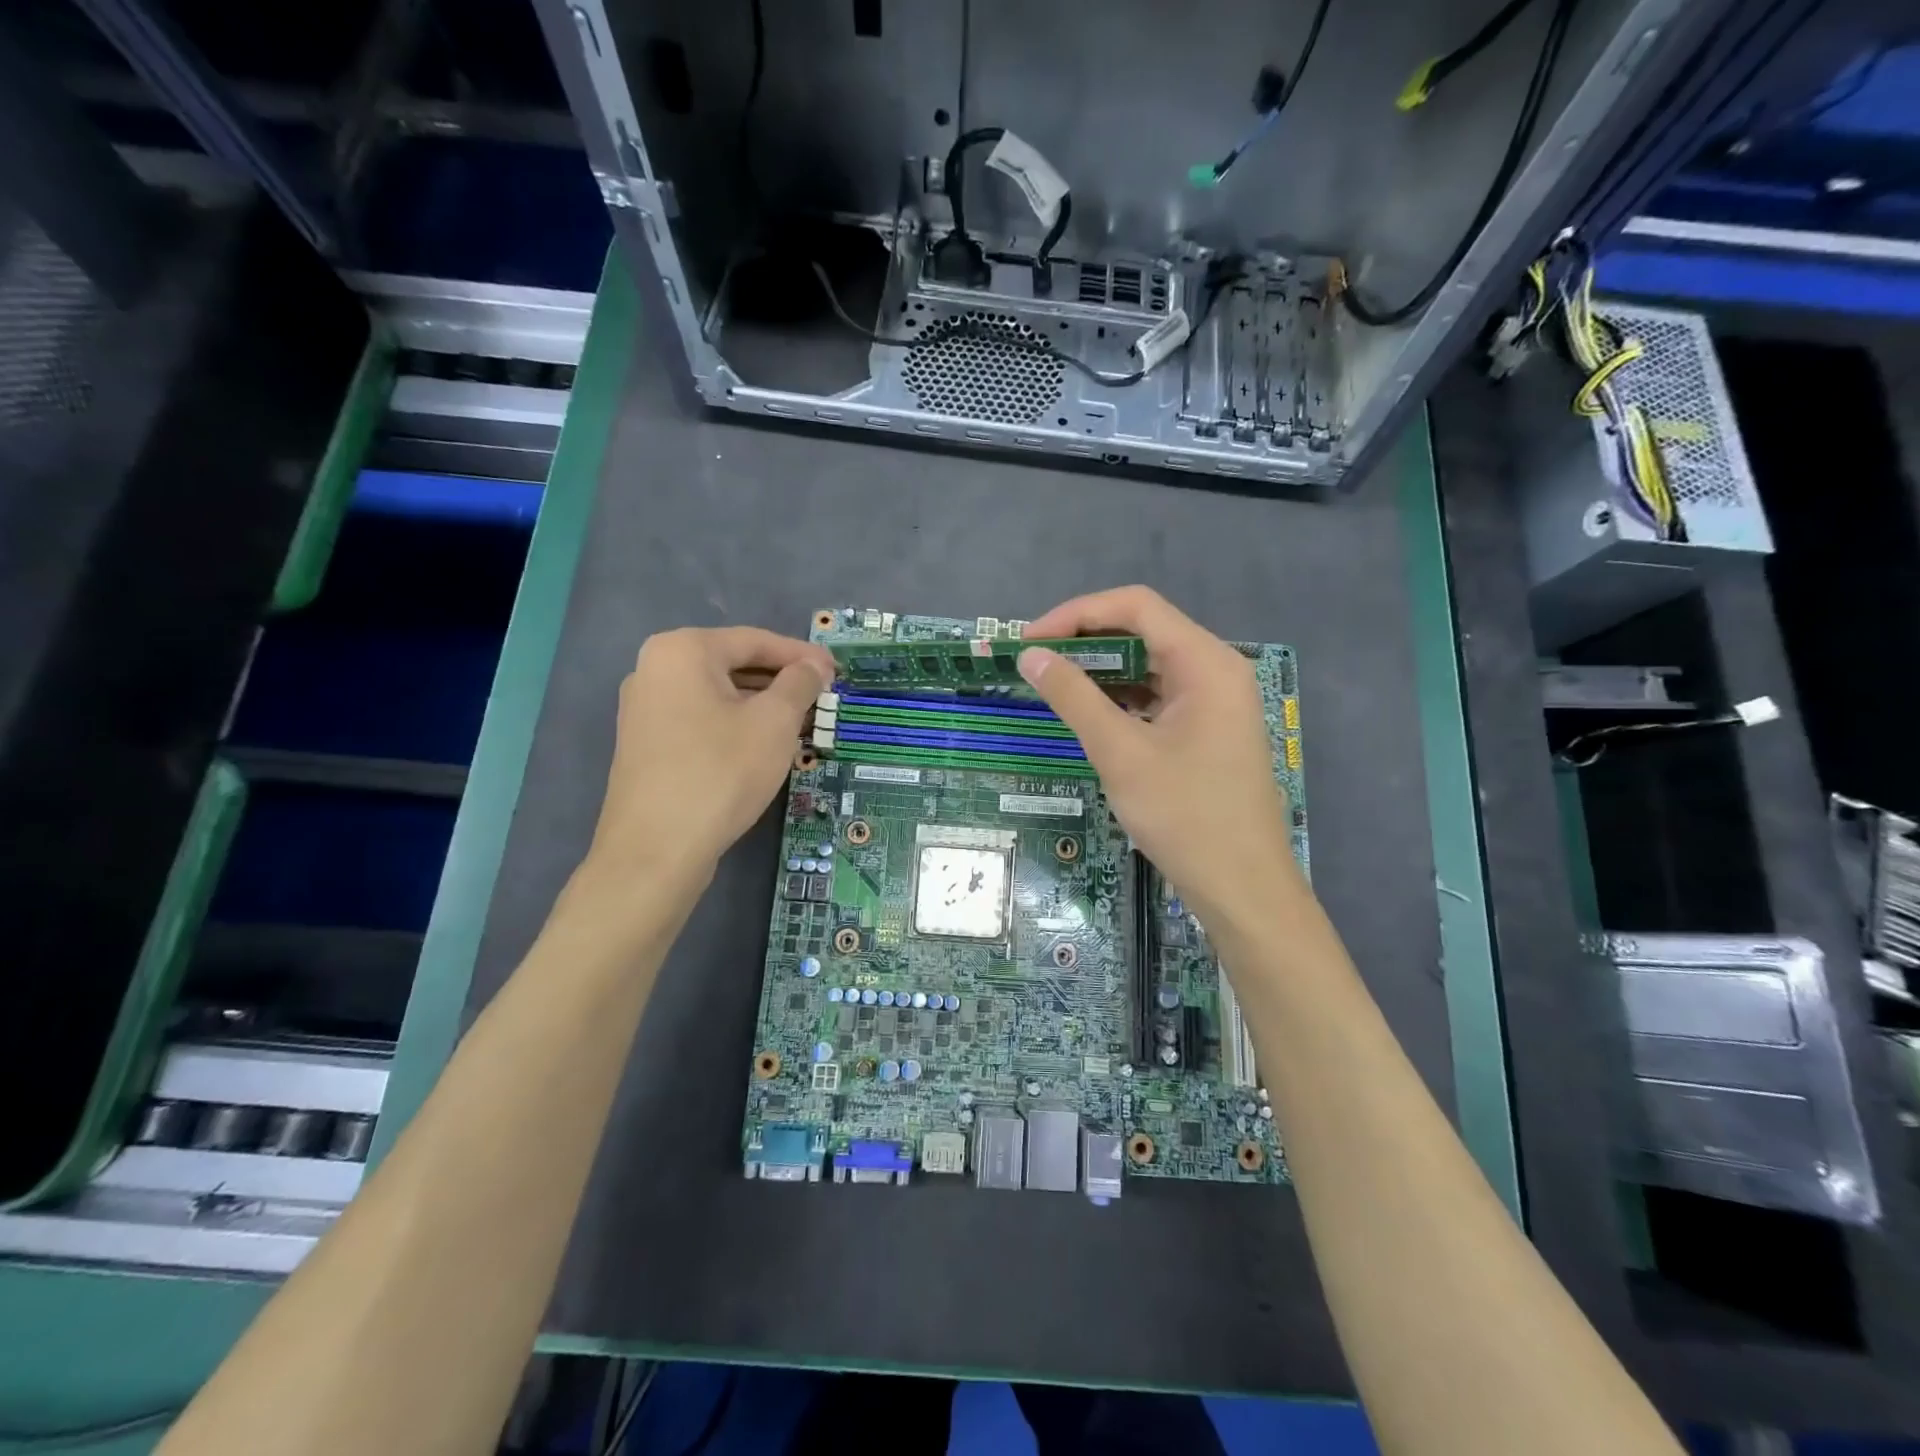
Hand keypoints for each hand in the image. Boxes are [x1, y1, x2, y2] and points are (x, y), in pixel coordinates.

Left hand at [586, 627, 833, 882]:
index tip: (836, 671)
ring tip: (800, 721)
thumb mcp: (774, 722)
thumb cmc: (721, 772)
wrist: (656, 849)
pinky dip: (735, 723)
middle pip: (733, 664)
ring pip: (717, 694)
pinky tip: (762, 744)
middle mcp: (654, 669)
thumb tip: (814, 666)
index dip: (801, 655)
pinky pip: (700, 718)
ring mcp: (643, 708)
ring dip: (761, 703)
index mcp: (682, 650)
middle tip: (822, 697)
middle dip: (781, 680)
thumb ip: (799, 683)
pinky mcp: (645, 744)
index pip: (755, 640)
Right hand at [1018, 586, 1298, 927]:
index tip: (1031, 640)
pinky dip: (1122, 698)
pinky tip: (1090, 714)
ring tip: (1054, 685)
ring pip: (1150, 665)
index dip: (1077, 613)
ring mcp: (1215, 701)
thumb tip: (1031, 656)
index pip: (1136, 607)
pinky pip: (1158, 696)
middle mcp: (1216, 670)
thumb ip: (1074, 697)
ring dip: (1102, 670)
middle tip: (1036, 662)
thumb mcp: (1121, 753)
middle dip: (1086, 640)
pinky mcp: (1208, 729)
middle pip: (1144, 631)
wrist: (1242, 887)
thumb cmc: (1185, 816)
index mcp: (1205, 663)